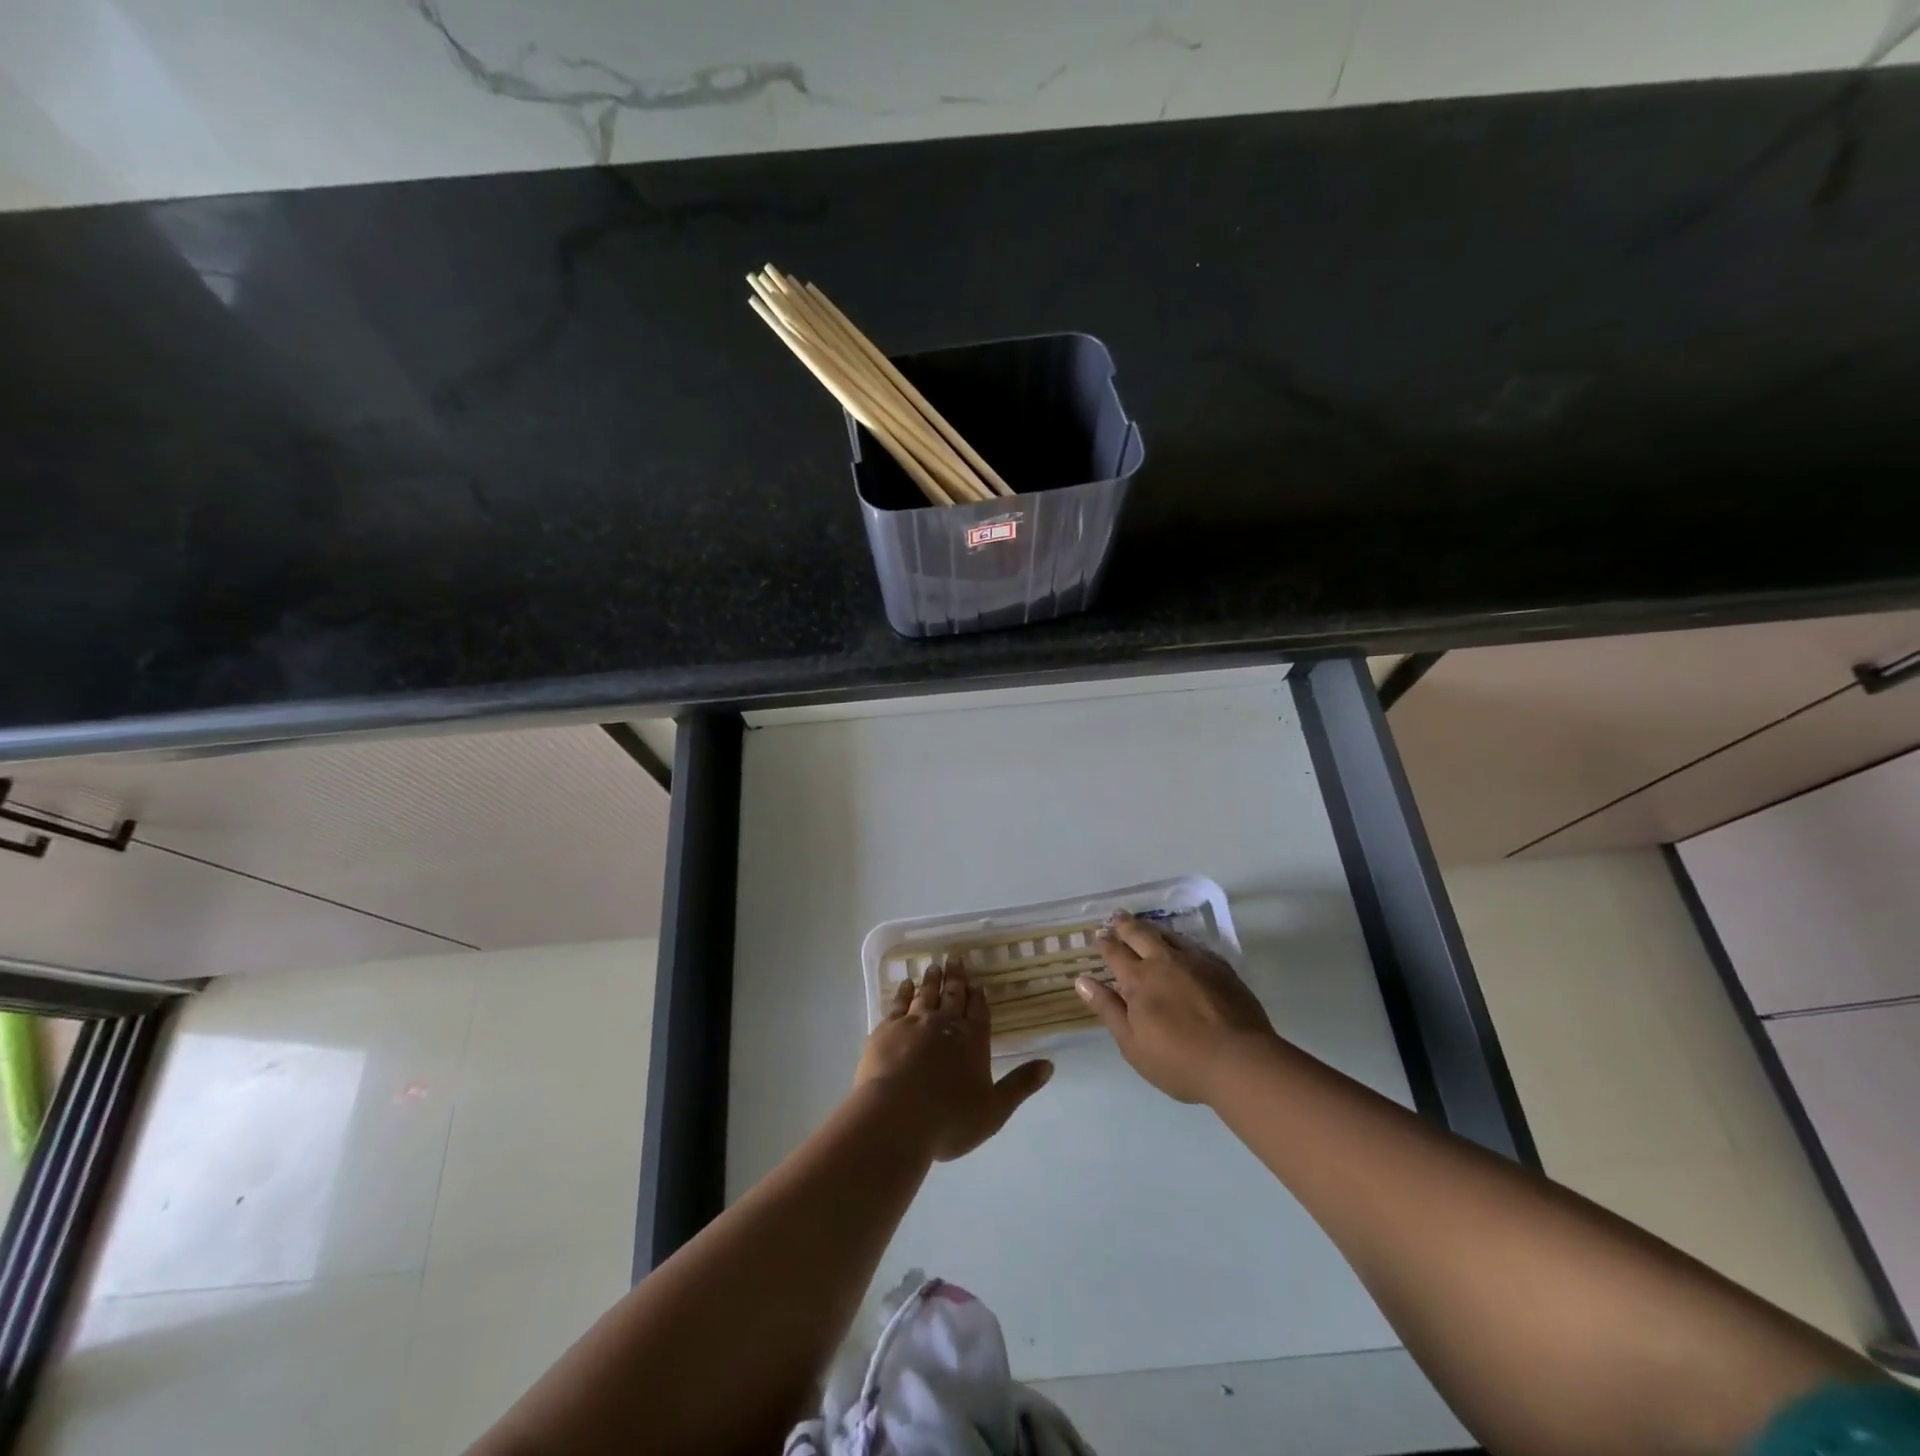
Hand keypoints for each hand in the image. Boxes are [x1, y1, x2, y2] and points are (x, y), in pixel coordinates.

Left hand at [855, 961, 1052, 1161]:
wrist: (895, 1117)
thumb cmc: (949, 1119)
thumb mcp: (994, 1110)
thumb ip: (1020, 1085)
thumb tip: (1050, 1065)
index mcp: (972, 1041)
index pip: (979, 1012)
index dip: (978, 997)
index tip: (976, 983)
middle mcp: (945, 1024)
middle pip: (953, 996)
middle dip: (956, 979)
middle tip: (954, 959)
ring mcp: (914, 1023)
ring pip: (926, 995)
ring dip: (931, 981)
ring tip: (933, 967)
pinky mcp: (886, 1029)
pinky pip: (898, 1003)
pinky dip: (903, 992)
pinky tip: (905, 984)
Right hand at [1077, 912, 1279, 1103]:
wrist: (1239, 1061)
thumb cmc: (1178, 1061)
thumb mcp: (1132, 1043)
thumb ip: (1108, 1008)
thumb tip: (1082, 980)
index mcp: (1138, 979)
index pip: (1116, 953)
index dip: (1105, 943)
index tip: (1099, 934)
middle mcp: (1164, 961)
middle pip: (1140, 934)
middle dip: (1125, 925)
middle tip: (1117, 916)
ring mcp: (1195, 961)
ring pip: (1168, 935)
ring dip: (1152, 928)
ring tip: (1145, 926)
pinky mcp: (1221, 968)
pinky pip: (1194, 945)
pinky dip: (1180, 940)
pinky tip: (1182, 945)